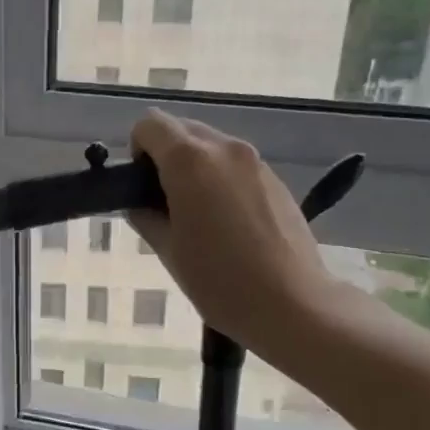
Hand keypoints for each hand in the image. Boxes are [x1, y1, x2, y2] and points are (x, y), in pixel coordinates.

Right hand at [129, 111, 340, 361]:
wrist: (293, 304)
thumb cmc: (220, 281)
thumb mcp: (168, 251)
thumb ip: (145, 216)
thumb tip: (139, 203)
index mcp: (190, 161)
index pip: (149, 125)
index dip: (137, 151)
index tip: (141, 188)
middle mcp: (224, 148)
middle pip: (182, 130)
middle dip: (165, 157)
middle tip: (165, 204)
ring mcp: (255, 162)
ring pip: (211, 146)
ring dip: (195, 168)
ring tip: (198, 217)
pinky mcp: (276, 179)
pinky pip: (235, 165)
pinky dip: (221, 179)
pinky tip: (228, 224)